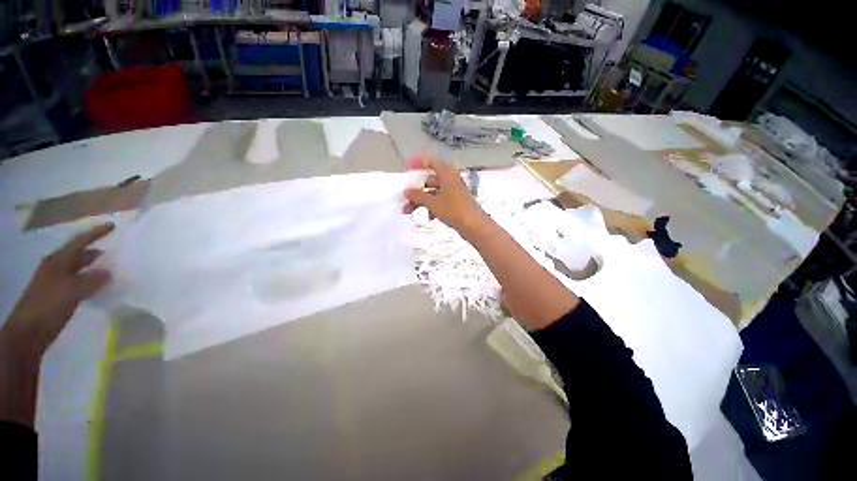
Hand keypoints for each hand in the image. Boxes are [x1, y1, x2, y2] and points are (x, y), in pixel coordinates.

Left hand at [1, 224, 113, 356]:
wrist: (29, 331)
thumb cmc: (48, 305)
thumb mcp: (71, 291)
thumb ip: (92, 280)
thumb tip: (109, 272)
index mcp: (58, 260)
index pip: (80, 241)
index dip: (96, 233)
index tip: (113, 225)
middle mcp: (57, 266)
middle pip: (78, 253)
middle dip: (95, 249)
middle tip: (115, 247)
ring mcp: (57, 282)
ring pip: (79, 268)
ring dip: (94, 265)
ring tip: (113, 266)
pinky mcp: (60, 294)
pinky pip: (80, 282)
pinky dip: (91, 280)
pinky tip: (101, 285)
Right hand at [402, 158, 488, 239]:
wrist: (474, 225)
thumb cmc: (453, 209)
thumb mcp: (432, 202)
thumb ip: (418, 196)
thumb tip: (406, 191)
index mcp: (447, 175)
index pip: (432, 163)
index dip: (419, 163)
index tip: (408, 169)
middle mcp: (451, 181)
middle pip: (430, 181)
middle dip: (416, 191)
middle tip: (405, 200)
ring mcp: (454, 193)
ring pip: (434, 193)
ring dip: (422, 201)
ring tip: (409, 212)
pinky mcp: (456, 203)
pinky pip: (440, 202)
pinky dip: (433, 207)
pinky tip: (429, 218)